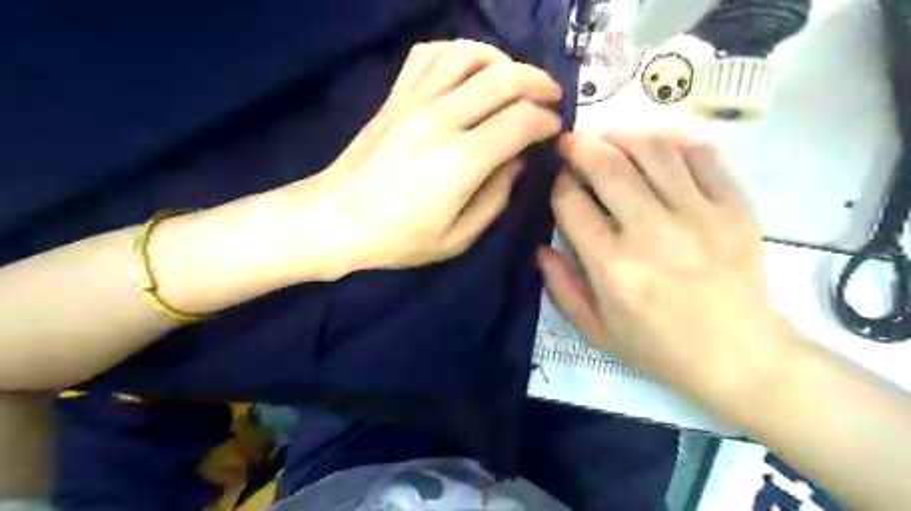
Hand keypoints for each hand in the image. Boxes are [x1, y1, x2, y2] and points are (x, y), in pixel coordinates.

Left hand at [285, 40, 562, 277]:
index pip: (521, 121)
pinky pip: (429, 55)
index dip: (546, 121)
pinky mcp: (394, 97)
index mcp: (460, 162)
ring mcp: (413, 102)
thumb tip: (518, 160)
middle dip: (538, 83)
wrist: (335, 220)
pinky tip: (468, 71)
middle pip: (503, 78)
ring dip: (502, 60)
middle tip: (550, 98)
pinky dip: (457, 53)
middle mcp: (440, 120)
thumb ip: (496, 198)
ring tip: (514, 80)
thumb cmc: (398, 239)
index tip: (554, 130)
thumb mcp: (457, 238)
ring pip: (468, 55)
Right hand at [535, 133, 794, 404]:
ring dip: (622, 135)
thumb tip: (541, 247)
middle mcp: (651, 233)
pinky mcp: (734, 207)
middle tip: (570, 141)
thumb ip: (561, 287)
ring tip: (608, 138)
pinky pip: (702, 155)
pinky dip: (672, 141)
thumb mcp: (595, 330)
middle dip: (580, 146)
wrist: (739, 355)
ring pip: (653, 150)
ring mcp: (698, 215)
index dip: (558, 184)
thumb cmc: (658, 347)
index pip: (571, 204)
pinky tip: (655, 146)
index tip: (558, 180)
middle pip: (608, 166)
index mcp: (612, 267)